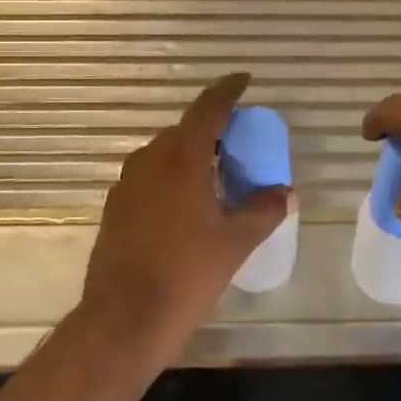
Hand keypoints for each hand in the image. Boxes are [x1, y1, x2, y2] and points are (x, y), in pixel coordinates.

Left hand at [80, 73, 292, 356]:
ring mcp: (127, 184)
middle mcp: (150, 161)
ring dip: (190, 154)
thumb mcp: (235, 242)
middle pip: (184, 130)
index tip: (243, 81)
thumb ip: (263, 210)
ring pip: (164, 153)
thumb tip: (285, 193)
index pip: (207, 109)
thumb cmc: (185, 274)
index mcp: (181, 159)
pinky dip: (171, 176)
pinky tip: (186, 204)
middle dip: (211, 128)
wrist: (123, 319)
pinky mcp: (115, 207)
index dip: (227, 91)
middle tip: (238, 142)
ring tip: (215, 174)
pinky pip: (149, 176)